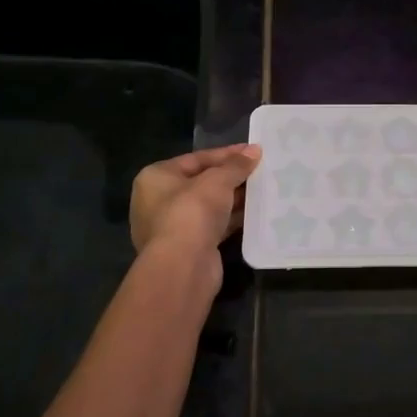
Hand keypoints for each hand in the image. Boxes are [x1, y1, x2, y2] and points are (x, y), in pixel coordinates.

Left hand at [130, 144, 260, 259]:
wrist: (182, 266)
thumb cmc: (192, 212)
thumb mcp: (217, 181)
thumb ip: (236, 165)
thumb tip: (255, 150)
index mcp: (155, 177)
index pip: (196, 159)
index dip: (227, 154)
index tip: (253, 151)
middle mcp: (157, 201)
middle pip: (201, 182)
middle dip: (230, 178)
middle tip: (259, 171)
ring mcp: (170, 227)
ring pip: (207, 206)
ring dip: (232, 200)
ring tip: (262, 191)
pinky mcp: (186, 248)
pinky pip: (212, 226)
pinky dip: (230, 220)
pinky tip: (254, 214)